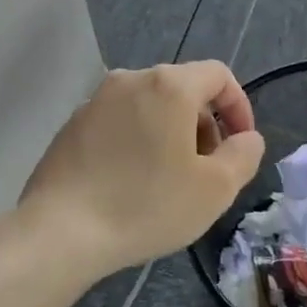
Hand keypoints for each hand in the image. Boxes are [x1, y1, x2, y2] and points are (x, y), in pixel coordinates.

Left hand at [20, 62, 264, 276]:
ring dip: (170, 134)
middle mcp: (130, 80)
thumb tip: (246, 138)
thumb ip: (243, 155)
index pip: (218, 75)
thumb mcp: (215, 189)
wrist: (61, 230)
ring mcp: (95, 101)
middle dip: (204, 124)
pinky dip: (137, 141)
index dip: (239, 106)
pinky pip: (119, 123)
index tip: (241, 145)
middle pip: (182, 89)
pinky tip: (131, 183)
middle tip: (207, 170)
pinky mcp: (72, 125)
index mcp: (168, 86)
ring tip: (169, 179)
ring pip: (148, 106)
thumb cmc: (147, 205)